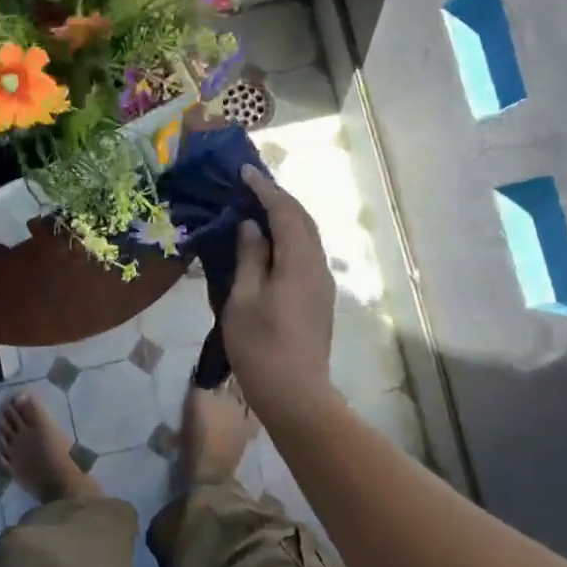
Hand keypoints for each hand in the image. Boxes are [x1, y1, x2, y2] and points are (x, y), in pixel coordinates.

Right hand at [223, 165, 335, 422]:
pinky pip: (305, 252)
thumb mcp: (244, 299)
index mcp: (299, 262)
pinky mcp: (318, 298)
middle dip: (278, 198)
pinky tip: (269, 241)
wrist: (296, 395)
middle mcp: (318, 266)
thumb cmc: (261, 347)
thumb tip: (252, 226)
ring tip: (258, 206)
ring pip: (307, 237)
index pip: (285, 212)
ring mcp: (322, 283)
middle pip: (303, 220)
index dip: (266, 189)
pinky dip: (288, 236)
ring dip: (285, 216)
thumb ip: (249, 257)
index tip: (244, 172)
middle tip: (251, 185)